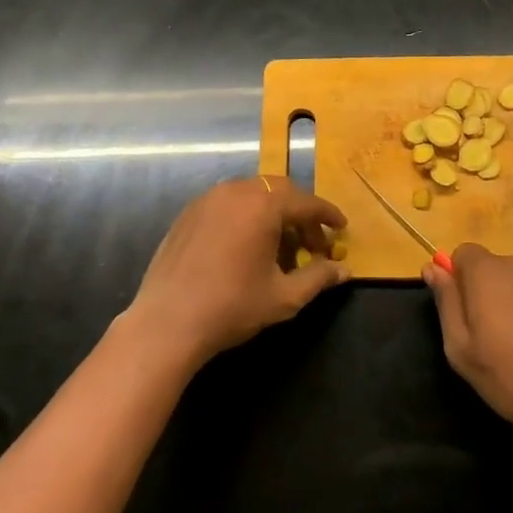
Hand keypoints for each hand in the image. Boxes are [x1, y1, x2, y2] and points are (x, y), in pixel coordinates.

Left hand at [127, 176, 348, 366]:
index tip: (341, 228)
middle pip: (279, 191)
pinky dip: (246, 217)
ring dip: (273, 214)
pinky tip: (246, 247)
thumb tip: (345, 271)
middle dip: (300, 214)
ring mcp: (208, 199)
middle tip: (313, 244)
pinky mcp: (189, 212)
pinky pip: (228, 204)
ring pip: (252, 195)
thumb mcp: (284, 296)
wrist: (167, 321)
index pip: (306, 202)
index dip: (327, 215)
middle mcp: (236, 191)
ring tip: (280, 248)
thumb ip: (318, 278)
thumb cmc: (232, 306)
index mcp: (263, 205)